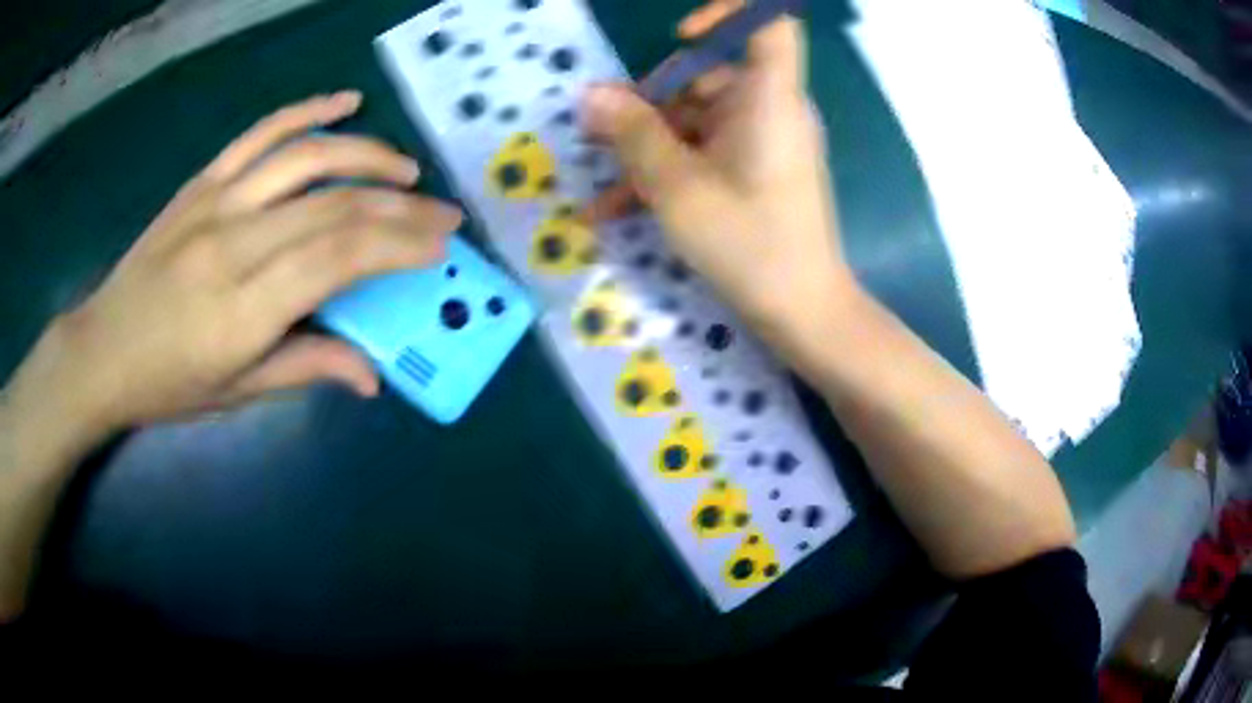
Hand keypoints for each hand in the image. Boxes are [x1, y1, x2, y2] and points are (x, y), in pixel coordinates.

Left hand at [4, 92, 461, 440]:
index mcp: (243, 309)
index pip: (337, 259)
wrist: (102, 349)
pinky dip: (306, 111)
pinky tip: (344, 104)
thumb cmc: (168, 384)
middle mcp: (234, 243)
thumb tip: (373, 375)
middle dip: (400, 208)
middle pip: (333, 207)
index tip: (439, 246)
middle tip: (443, 213)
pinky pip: (261, 133)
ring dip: (368, 156)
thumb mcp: (237, 393)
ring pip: (306, 159)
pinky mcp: (203, 182)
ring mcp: (216, 202)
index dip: (397, 245)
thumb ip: (306, 369)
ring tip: (406, 168)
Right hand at [581, 2, 854, 331]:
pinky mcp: (754, 169)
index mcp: (769, 98)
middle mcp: (770, 109)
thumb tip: (590, 95)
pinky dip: (667, 171)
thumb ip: (632, 133)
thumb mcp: (676, 187)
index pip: (770, 24)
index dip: (730, 14)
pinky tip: (619, 208)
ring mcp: (762, 141)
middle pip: (708, 75)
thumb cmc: (748, 244)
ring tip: (602, 190)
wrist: (802, 312)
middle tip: (600, 137)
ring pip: (695, 120)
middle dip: (649, 104)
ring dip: (646, 149)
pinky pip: (705, 152)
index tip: (682, 37)